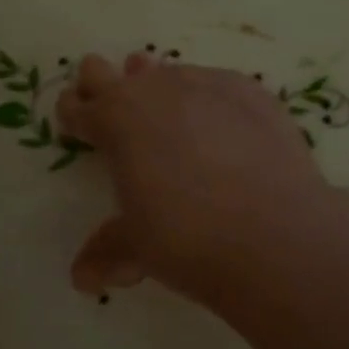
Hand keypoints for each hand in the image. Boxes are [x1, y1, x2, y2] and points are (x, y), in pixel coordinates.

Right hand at [55, 53, 332, 301]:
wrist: (274, 233)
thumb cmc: (186, 238)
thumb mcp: (137, 247)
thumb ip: (108, 251)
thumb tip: (83, 278)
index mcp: (114, 121)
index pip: (77, 106)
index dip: (73, 114)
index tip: (77, 123)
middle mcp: (154, 90)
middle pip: (107, 71)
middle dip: (103, 87)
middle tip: (113, 112)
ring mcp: (205, 84)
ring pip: (167, 72)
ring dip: (160, 91)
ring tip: (173, 120)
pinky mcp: (251, 92)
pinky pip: (218, 86)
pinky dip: (213, 104)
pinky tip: (228, 132)